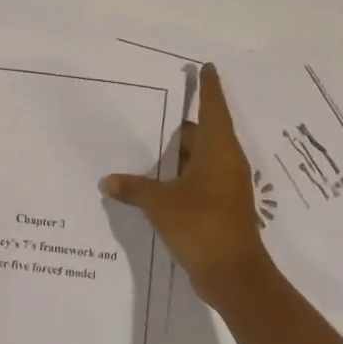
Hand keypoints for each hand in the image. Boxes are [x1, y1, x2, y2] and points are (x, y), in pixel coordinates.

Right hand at [102, 63, 271, 303]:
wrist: (234, 276)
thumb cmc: (201, 225)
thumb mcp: (160, 203)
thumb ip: (135, 188)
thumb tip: (109, 181)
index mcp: (218, 150)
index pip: (214, 107)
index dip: (208, 87)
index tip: (205, 67)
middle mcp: (227, 162)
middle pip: (201, 133)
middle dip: (177, 126)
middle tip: (150, 113)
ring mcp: (227, 186)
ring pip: (199, 159)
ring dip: (176, 155)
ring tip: (145, 148)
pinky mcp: (222, 206)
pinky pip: (198, 179)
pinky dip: (179, 177)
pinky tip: (155, 182)